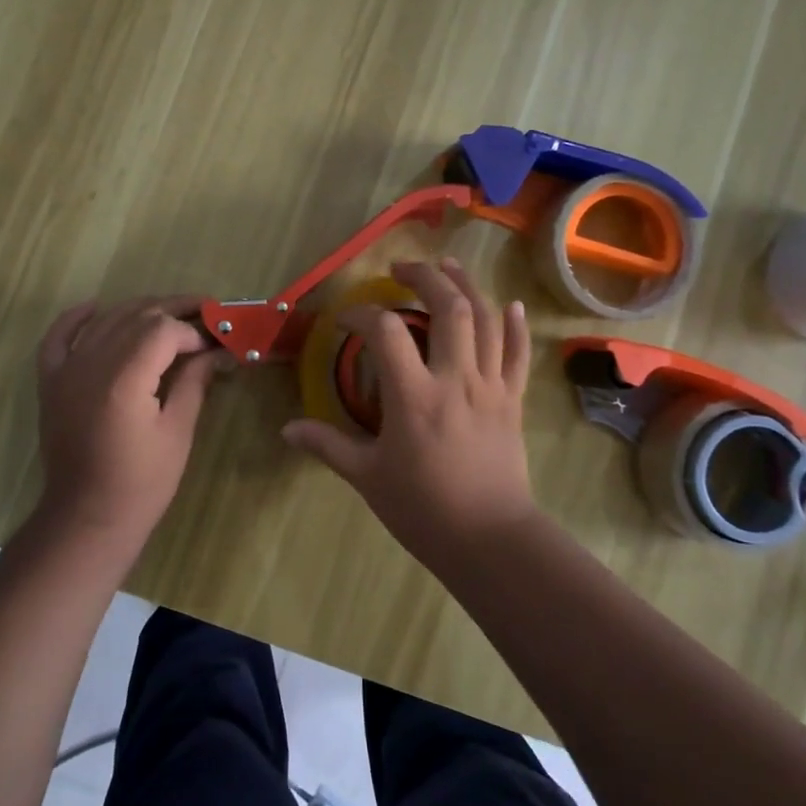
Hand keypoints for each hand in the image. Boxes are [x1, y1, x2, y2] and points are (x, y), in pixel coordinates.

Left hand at [35, 296, 225, 544]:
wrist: (87, 517)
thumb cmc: (142, 482)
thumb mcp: (177, 432)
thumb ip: (193, 382)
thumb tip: (216, 351)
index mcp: (124, 379)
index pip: (163, 330)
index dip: (193, 330)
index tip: (216, 341)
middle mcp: (91, 365)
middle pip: (136, 316)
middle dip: (173, 310)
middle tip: (205, 313)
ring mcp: (66, 371)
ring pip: (105, 320)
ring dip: (139, 310)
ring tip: (171, 312)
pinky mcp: (52, 382)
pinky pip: (59, 337)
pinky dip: (77, 317)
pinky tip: (97, 306)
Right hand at [282, 259, 536, 560]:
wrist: (489, 539)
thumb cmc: (423, 509)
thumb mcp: (367, 477)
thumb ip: (328, 446)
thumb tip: (287, 429)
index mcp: (414, 396)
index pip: (386, 333)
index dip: (361, 316)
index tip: (344, 321)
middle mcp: (455, 379)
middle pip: (450, 308)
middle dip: (425, 278)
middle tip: (402, 268)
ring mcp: (490, 387)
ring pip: (487, 321)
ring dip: (467, 286)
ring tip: (447, 266)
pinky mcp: (513, 401)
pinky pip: (518, 354)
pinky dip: (516, 326)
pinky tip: (512, 305)